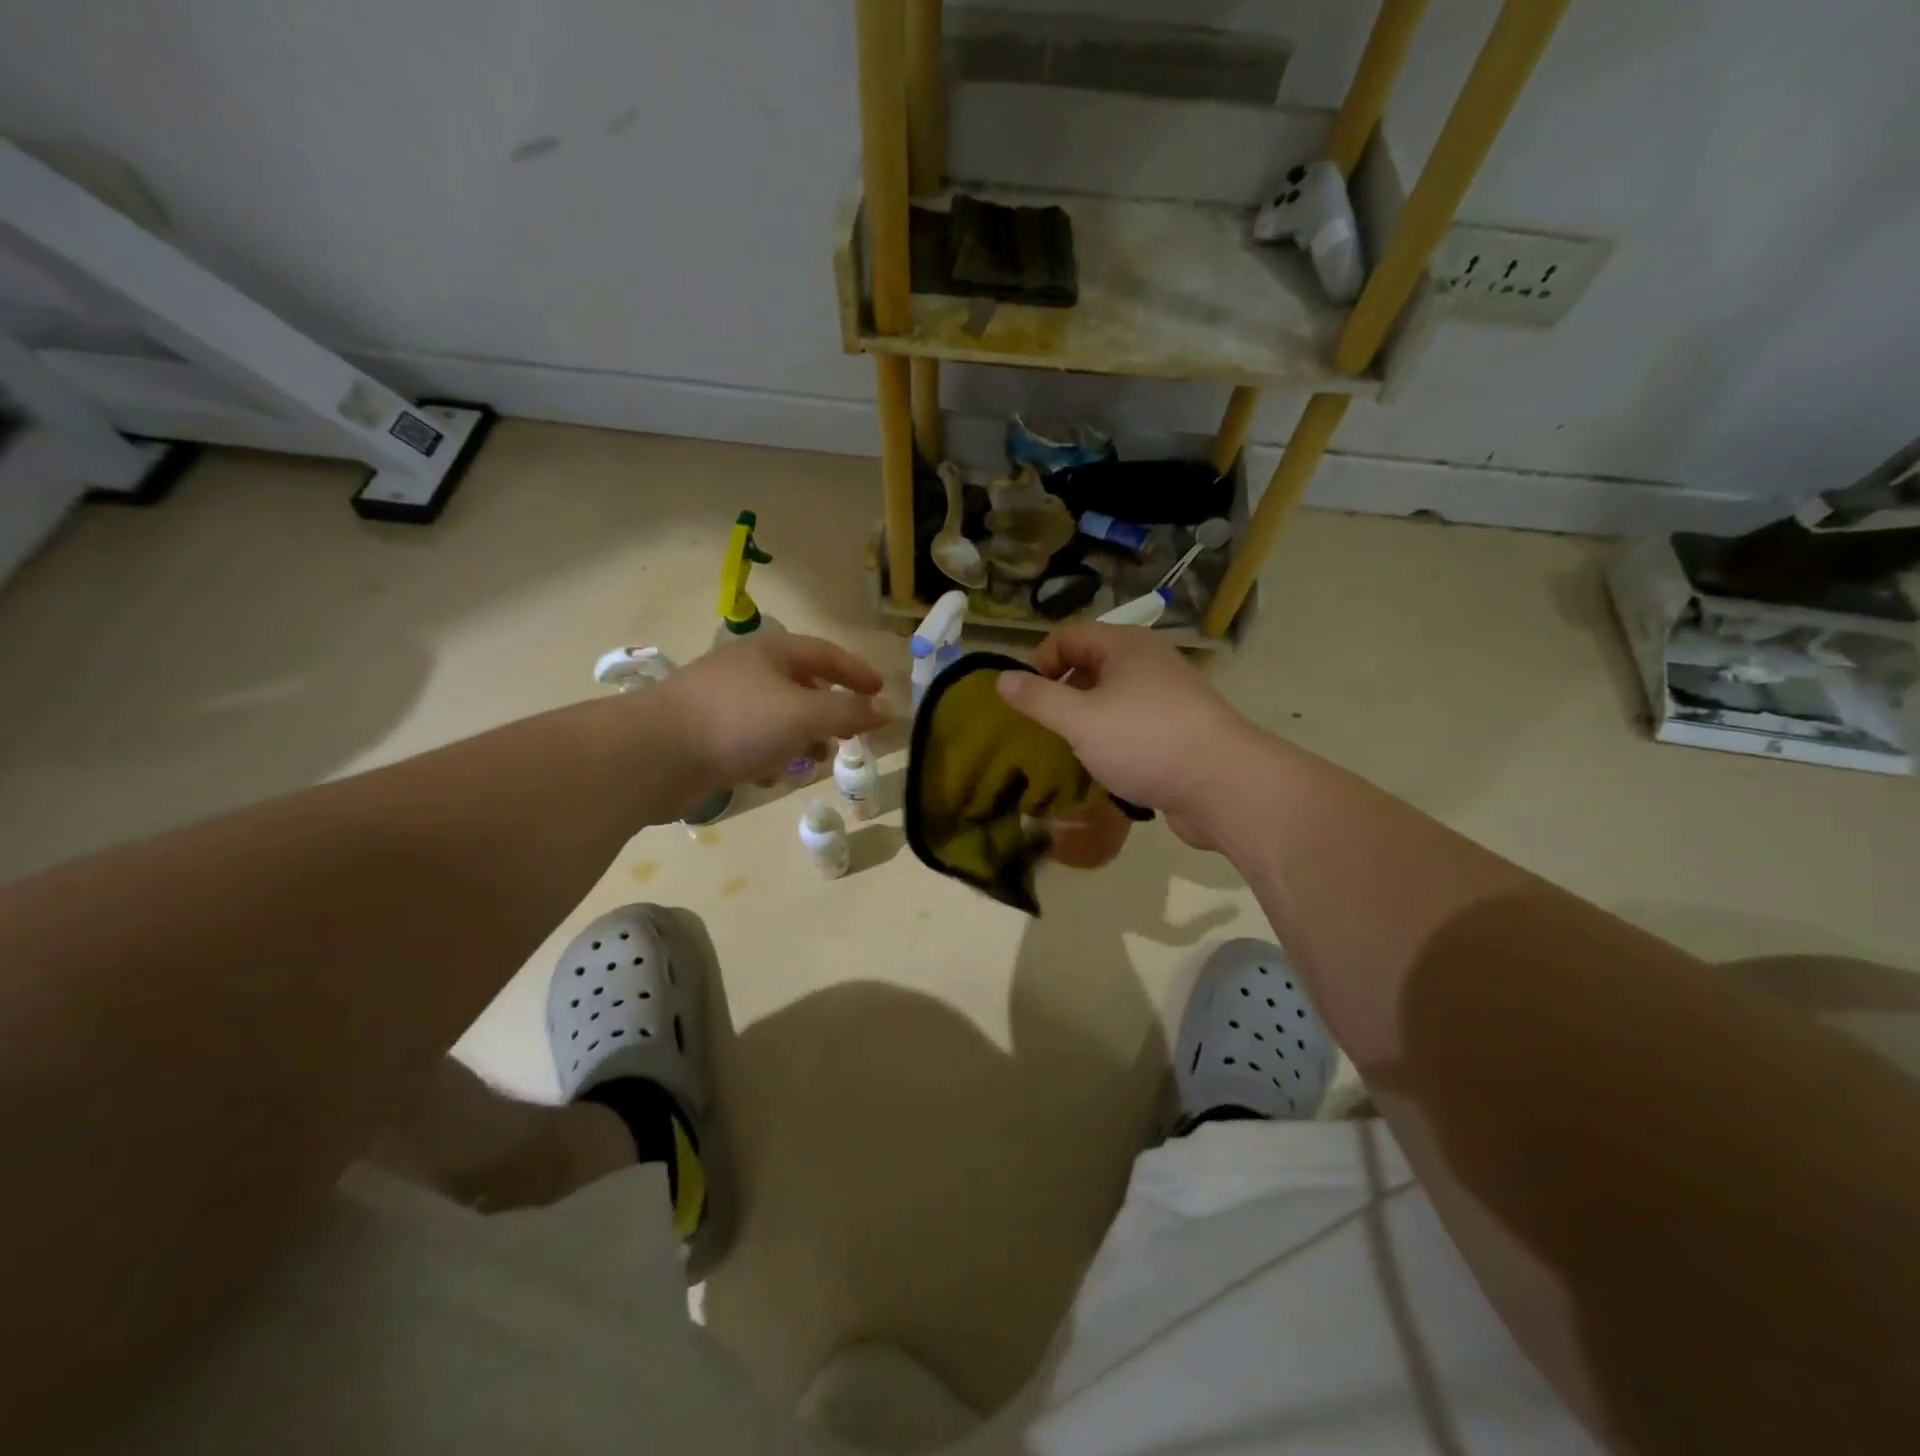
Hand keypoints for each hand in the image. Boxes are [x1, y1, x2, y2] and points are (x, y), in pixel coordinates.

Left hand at [660, 633, 890, 793]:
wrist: (655, 755)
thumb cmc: (738, 722)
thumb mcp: (805, 714)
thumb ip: (849, 712)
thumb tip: (889, 710)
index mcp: (771, 653)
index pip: (826, 654)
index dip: (857, 672)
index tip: (881, 693)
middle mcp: (748, 672)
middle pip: (803, 687)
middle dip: (829, 713)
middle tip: (849, 735)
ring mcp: (725, 704)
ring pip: (778, 718)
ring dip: (800, 739)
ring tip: (812, 762)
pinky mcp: (708, 736)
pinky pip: (752, 742)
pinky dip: (769, 756)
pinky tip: (769, 776)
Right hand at [996, 624, 1259, 846]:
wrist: (1223, 785)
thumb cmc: (1145, 741)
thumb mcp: (1080, 719)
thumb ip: (1038, 699)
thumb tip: (1001, 678)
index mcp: (1125, 646)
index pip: (1067, 636)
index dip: (1040, 662)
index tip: (1027, 701)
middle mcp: (1148, 663)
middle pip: (1090, 665)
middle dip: (1062, 693)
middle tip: (1044, 729)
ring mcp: (1167, 698)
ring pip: (1112, 699)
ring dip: (1086, 721)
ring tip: (1070, 751)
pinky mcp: (1178, 731)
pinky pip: (1133, 726)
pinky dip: (1113, 741)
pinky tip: (1105, 768)